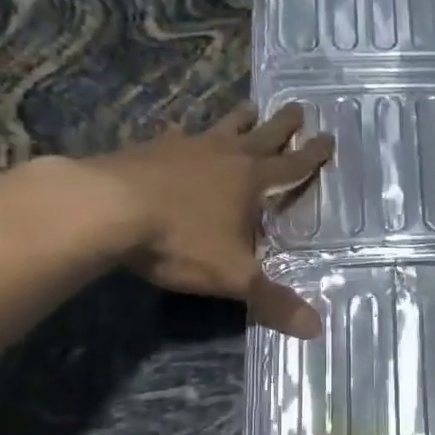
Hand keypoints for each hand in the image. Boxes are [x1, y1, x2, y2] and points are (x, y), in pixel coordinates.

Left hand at [69, 102, 333, 337]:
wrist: (105, 209)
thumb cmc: (180, 240)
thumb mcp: (233, 277)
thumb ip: (274, 301)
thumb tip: (317, 328)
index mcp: (250, 181)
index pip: (291, 166)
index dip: (312, 156)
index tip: (328, 137)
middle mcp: (223, 156)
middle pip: (261, 135)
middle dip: (282, 125)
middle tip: (297, 107)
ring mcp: (184, 148)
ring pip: (220, 128)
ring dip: (238, 119)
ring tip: (249, 107)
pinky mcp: (148, 150)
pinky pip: (175, 137)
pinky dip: (183, 135)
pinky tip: (178, 133)